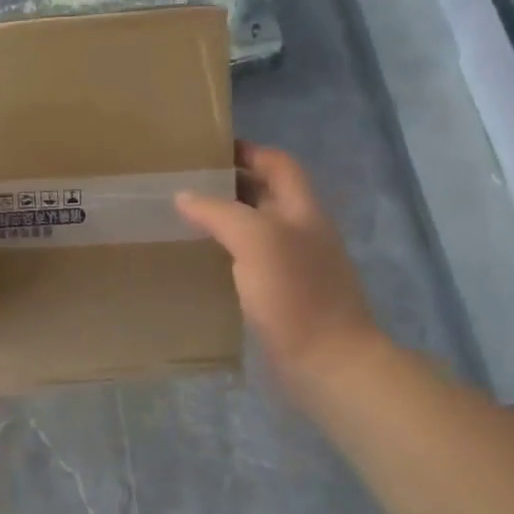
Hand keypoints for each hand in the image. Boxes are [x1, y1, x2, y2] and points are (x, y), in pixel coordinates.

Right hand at [176, 143, 374, 390]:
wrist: (328, 363)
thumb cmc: (297, 294)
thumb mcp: (257, 241)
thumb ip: (220, 213)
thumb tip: (185, 196)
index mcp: (303, 210)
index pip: (279, 164)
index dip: (249, 151)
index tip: (209, 150)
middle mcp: (301, 232)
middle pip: (267, 194)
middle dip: (231, 184)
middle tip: (186, 184)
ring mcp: (294, 266)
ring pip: (257, 229)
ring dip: (226, 220)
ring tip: (185, 218)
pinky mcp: (282, 296)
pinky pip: (251, 262)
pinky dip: (227, 254)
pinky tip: (201, 261)